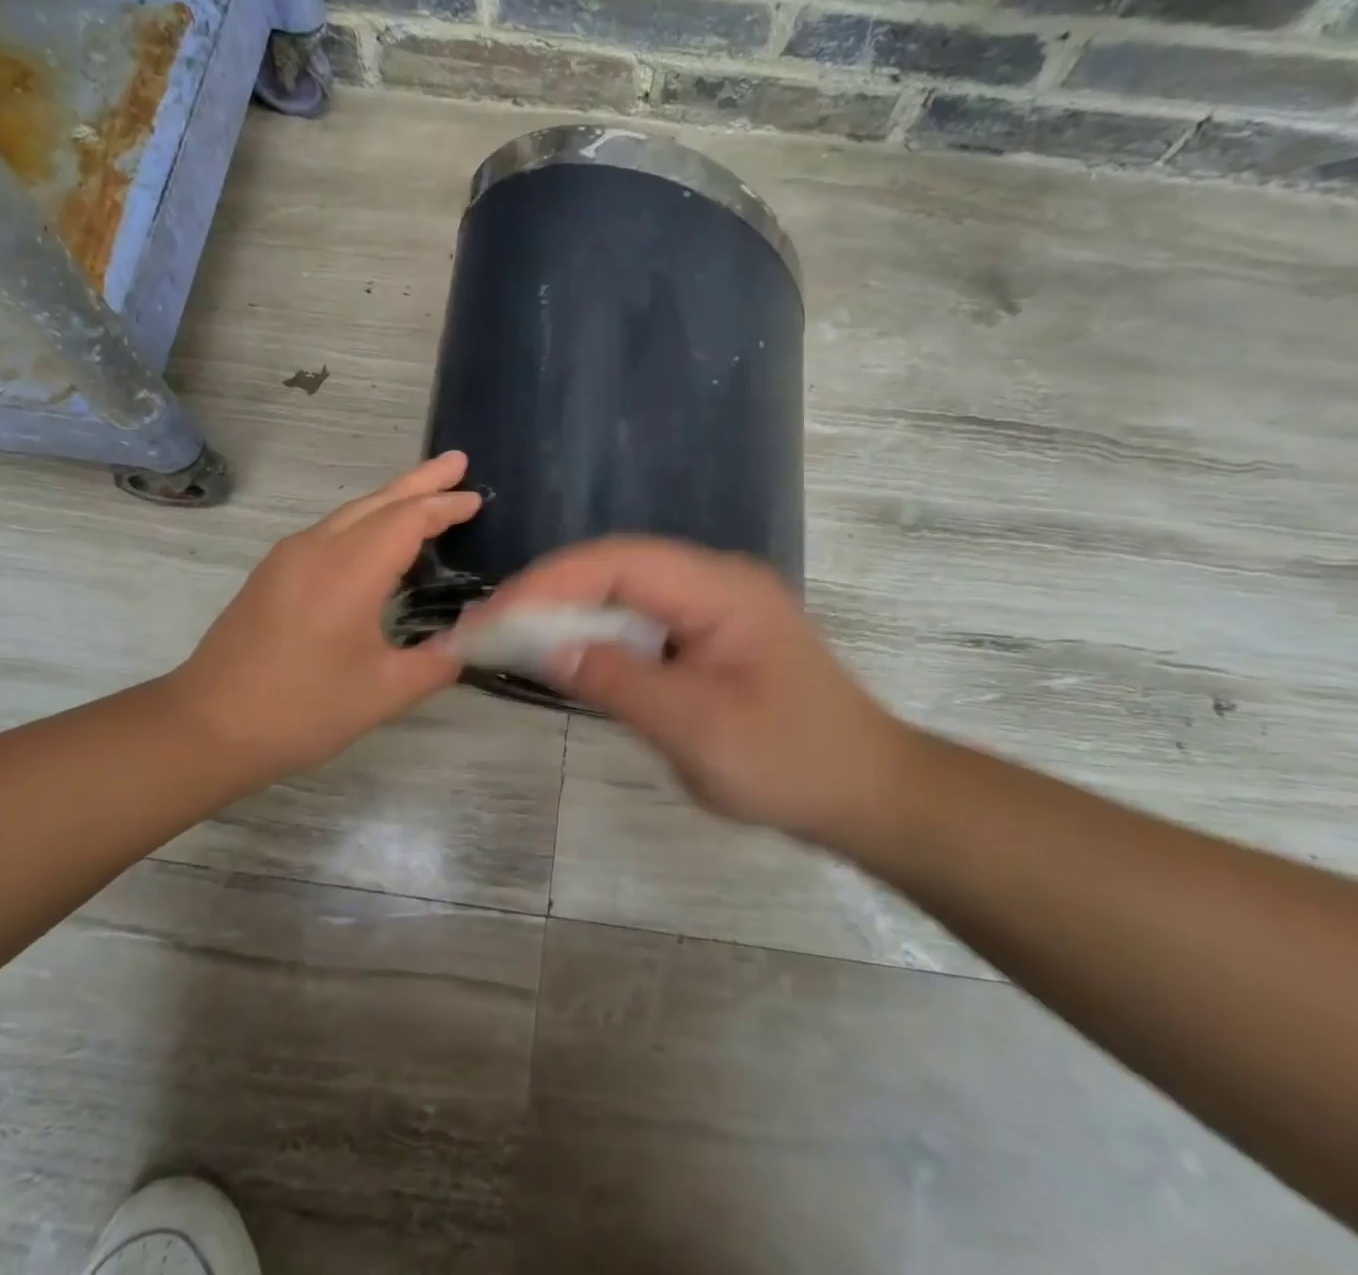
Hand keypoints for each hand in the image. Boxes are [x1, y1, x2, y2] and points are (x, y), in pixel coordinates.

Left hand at [166, 453, 479, 791]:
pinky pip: (330, 530)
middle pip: (378, 501)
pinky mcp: (273, 572)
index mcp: (350, 570)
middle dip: (422, 480)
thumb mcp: (385, 693)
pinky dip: (365, 521)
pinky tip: (376, 537)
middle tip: (458, 460)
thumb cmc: (303, 709)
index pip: (407, 520)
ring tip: (426, 491)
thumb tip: (470, 643)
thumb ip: (437, 662)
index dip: (445, 507)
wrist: (209, 725)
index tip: (476, 498)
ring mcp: (289, 557)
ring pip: (350, 512)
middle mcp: (318, 548)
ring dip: (392, 498)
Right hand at [487, 536, 917, 844]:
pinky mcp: (711, 636)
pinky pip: (642, 621)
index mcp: (720, 589)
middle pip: (616, 568)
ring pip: (625, 592)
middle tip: (488, 626)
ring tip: (512, 637)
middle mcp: (715, 582)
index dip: (548, 583)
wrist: (869, 794)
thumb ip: (619, 682)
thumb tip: (550, 648)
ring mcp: (715, 607)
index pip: (617, 562)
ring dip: (569, 613)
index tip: (494, 616)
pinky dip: (599, 635)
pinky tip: (570, 655)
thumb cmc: (790, 762)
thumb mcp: (697, 728)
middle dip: (549, 594)